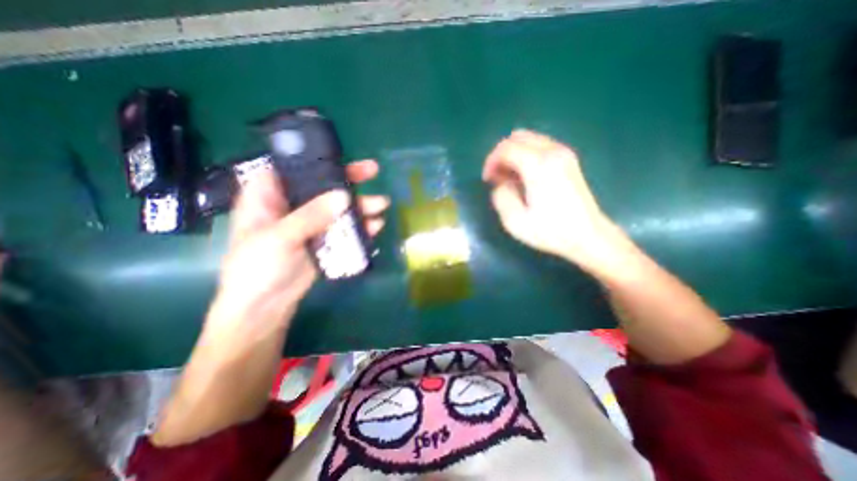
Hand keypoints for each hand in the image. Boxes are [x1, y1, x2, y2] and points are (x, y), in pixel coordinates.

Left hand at [204, 160, 387, 350]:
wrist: (265, 307)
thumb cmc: (257, 268)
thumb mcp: (280, 237)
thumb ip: (311, 215)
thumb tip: (344, 196)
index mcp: (269, 196)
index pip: (294, 168)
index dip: (316, 159)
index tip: (341, 156)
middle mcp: (292, 205)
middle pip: (322, 186)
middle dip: (348, 180)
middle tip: (373, 172)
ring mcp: (311, 224)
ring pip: (337, 208)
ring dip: (359, 206)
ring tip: (381, 205)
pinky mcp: (324, 240)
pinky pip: (343, 229)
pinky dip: (359, 227)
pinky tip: (375, 226)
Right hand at [482, 130, 624, 272]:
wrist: (588, 236)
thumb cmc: (550, 231)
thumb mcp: (514, 221)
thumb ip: (501, 196)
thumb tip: (501, 183)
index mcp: (538, 165)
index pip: (506, 148)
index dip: (491, 161)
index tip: (487, 180)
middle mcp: (552, 151)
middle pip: (517, 137)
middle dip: (501, 154)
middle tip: (497, 176)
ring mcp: (564, 153)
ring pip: (529, 139)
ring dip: (513, 154)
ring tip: (510, 178)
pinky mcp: (568, 159)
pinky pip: (540, 146)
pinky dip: (526, 155)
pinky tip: (525, 176)